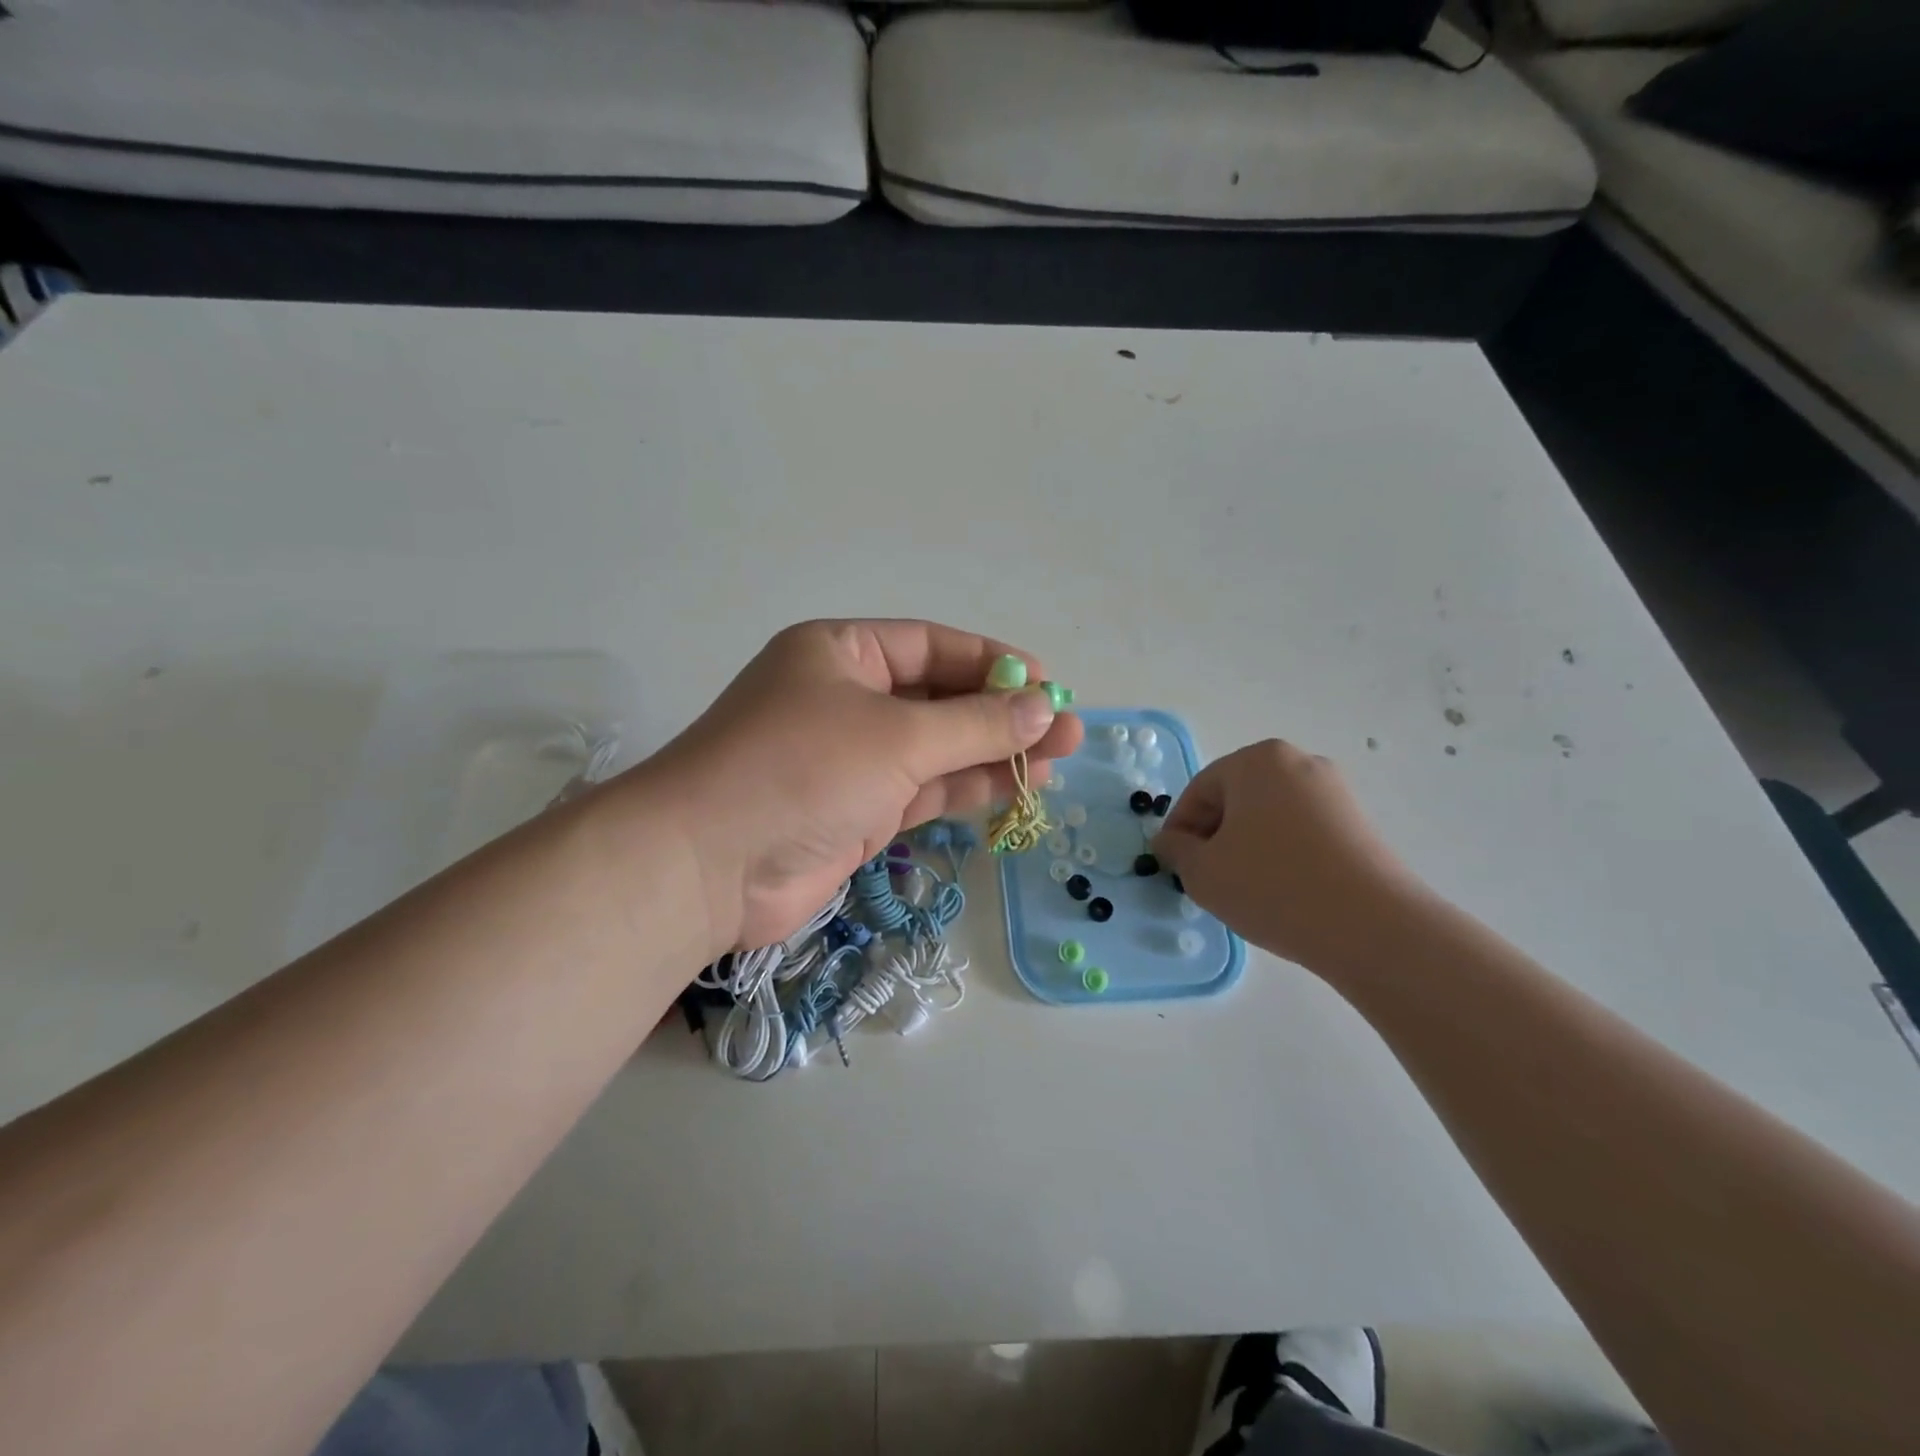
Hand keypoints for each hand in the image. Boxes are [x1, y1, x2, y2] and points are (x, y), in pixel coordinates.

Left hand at [631, 619, 1082, 955]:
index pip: (931, 645)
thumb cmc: (800, 770)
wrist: (707, 867)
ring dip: (993, 754)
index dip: (992, 661)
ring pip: (937, 749)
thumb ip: (975, 724)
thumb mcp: (897, 736)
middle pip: (939, 698)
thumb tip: (1045, 707)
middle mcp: (846, 699)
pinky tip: (1017, 789)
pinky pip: (923, 791)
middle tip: (1068, 730)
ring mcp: (851, 760)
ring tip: (1058, 761)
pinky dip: (966, 790)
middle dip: (1003, 714)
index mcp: (841, 653)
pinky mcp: (857, 812)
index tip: (1048, 682)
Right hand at [1152, 740, 1429, 975]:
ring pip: (1270, 815)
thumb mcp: (1203, 872)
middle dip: (1215, 835)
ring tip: (1245, 887)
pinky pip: (1302, 830)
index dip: (1179, 830)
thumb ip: (1176, 850)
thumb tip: (1171, 841)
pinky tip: (1282, 890)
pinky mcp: (1359, 822)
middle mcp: (1298, 763)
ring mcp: (1335, 791)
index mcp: (1256, 761)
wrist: (1371, 926)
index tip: (1174, 866)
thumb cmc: (1272, 886)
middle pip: (1237, 797)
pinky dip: (1282, 853)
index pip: (1200, 791)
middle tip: (1207, 877)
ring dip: (1248, 845)